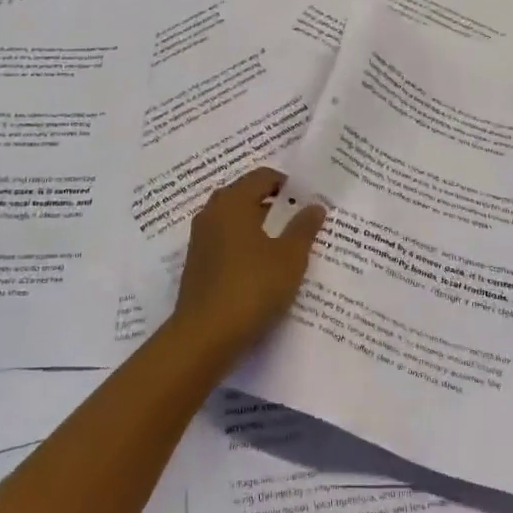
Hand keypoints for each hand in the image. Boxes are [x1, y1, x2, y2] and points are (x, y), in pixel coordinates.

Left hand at [172, 167, 325, 360]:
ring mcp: (200, 239)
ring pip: (234, 220)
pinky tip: (262, 267)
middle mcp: (212, 213)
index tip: (307, 199)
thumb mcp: (290, 258)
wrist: (204, 336)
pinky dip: (244, 245)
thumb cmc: (252, 287)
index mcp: (233, 202)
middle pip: (245, 195)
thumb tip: (315, 205)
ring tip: (285, 244)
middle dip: (272, 204)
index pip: (262, 176)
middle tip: (299, 218)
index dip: (286, 183)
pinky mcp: (197, 264)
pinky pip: (225, 242)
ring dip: (258, 226)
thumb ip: (304, 228)